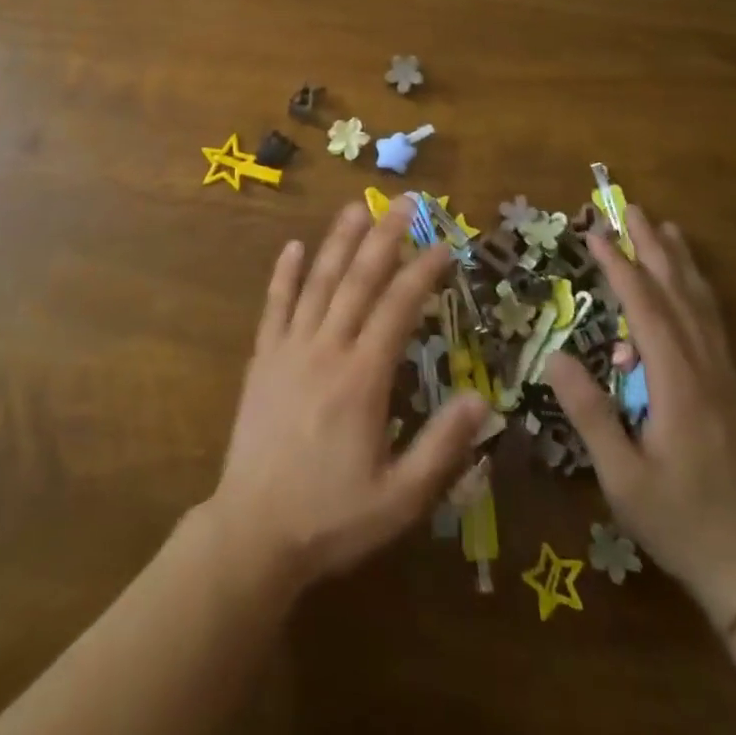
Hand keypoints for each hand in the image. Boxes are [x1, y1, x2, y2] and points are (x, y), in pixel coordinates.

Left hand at [204, 200, 490, 596]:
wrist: (253, 532)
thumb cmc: (332, 518)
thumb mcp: (401, 499)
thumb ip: (442, 448)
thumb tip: (481, 399)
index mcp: (363, 378)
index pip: (398, 308)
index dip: (423, 272)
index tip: (444, 245)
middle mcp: (326, 350)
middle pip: (358, 280)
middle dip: (384, 237)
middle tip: (404, 201)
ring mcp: (289, 349)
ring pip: (317, 283)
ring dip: (338, 242)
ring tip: (356, 207)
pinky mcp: (261, 359)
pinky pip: (273, 307)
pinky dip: (283, 275)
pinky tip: (292, 247)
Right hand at [546, 205, 735, 625]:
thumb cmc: (677, 519)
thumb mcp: (623, 477)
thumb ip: (592, 415)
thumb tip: (556, 356)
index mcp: (678, 385)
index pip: (646, 310)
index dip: (621, 268)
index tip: (596, 234)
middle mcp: (705, 369)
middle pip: (678, 294)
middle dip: (652, 248)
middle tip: (631, 208)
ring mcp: (722, 376)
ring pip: (701, 304)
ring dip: (679, 262)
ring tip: (665, 227)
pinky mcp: (728, 387)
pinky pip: (712, 323)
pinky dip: (698, 290)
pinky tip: (689, 281)